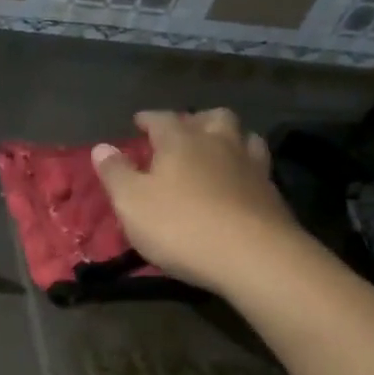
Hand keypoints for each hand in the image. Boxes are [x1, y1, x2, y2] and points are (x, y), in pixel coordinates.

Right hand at [92, 110, 300, 294]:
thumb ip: (115, 173)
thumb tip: (101, 147)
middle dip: (195, 120)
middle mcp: (218, 143)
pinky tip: (238, 182)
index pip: (161, 119)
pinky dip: (245, 168)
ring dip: (228, 138)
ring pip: (243, 136)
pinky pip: (258, 167)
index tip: (139, 121)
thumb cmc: (181, 226)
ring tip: (216, 151)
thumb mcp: (132, 203)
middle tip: (183, 133)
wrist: (253, 257)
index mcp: (181, 140)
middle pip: (211, 117)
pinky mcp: (272, 192)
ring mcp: (250, 166)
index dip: (148, 119)